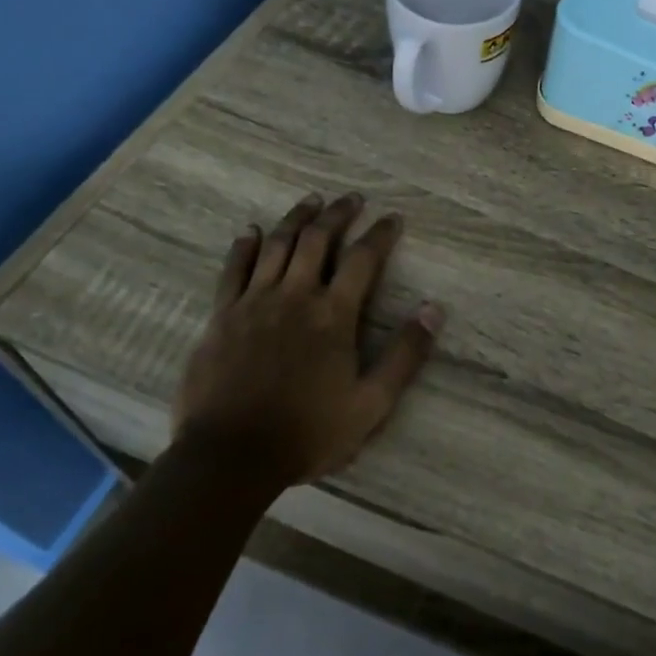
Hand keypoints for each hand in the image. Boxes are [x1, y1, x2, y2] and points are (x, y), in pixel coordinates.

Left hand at [171, 194, 442, 484]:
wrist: (230, 457)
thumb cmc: (308, 433)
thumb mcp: (371, 404)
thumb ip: (405, 355)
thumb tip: (433, 309)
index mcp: (333, 316)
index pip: (362, 259)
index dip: (380, 234)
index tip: (393, 218)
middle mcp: (294, 297)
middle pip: (317, 240)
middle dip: (338, 214)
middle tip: (352, 198)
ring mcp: (253, 304)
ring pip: (276, 245)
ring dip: (296, 218)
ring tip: (311, 200)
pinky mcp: (222, 317)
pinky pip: (233, 269)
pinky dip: (243, 246)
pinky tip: (250, 231)